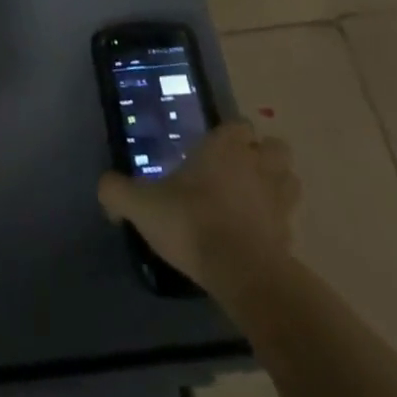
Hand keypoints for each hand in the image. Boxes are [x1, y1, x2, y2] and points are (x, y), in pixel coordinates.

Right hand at [97, 121, 298, 289]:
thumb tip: (105, 189)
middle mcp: (256, 165)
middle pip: (275, 147)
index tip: (214, 150)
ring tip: (255, 202)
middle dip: (263, 156)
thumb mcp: (143, 205)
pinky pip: (289, 222)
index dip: (231, 136)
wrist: (240, 272)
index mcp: (225, 147)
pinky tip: (258, 239)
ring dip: (278, 186)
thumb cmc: (192, 222)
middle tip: (240, 173)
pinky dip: (278, 227)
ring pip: (290, 180)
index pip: (239, 125)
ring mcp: (279, 200)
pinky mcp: (290, 237)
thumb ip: (118, 192)